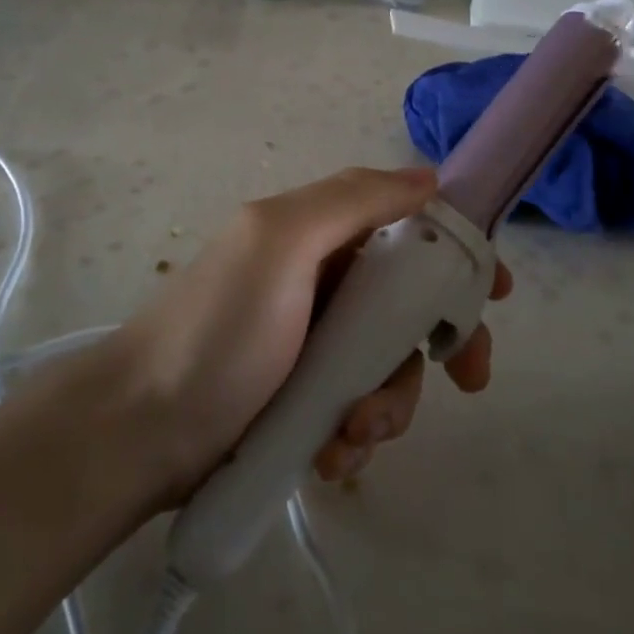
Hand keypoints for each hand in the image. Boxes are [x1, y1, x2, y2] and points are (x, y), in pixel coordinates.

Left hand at [119, 167, 510, 498]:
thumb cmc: (219, 329)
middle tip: (467, 379)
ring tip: (352, 432)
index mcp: (318, 235)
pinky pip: (357, 410)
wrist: (139, 432)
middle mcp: (320, 283)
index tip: (493, 293)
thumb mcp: (281, 242)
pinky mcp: (301, 403)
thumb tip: (428, 177)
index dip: (454, 254)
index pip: (406, 229)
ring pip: (388, 365)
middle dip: (437, 343)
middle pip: (408, 305)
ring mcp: (311, 347)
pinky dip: (356, 434)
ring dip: (388, 402)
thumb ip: (353, 200)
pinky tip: (331, 457)